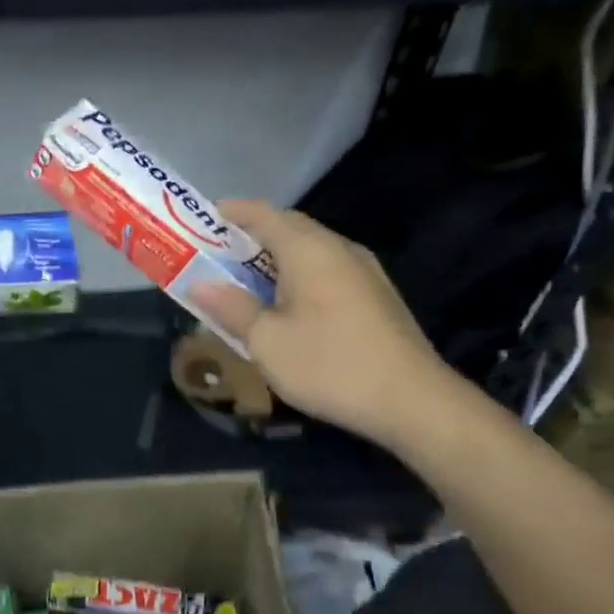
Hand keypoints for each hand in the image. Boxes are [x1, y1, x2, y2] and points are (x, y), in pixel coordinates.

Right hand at [194, 200, 460, 448]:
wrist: (413, 401)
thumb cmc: (330, 365)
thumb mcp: (267, 342)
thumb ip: (232, 308)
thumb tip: (200, 285)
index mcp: (309, 250)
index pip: (265, 214)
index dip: (233, 212)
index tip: (205, 217)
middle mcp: (339, 249)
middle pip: (290, 228)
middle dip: (251, 235)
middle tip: (217, 253)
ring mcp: (364, 272)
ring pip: (311, 250)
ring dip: (275, 258)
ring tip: (246, 280)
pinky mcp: (376, 296)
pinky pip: (327, 270)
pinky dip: (298, 275)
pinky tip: (287, 304)